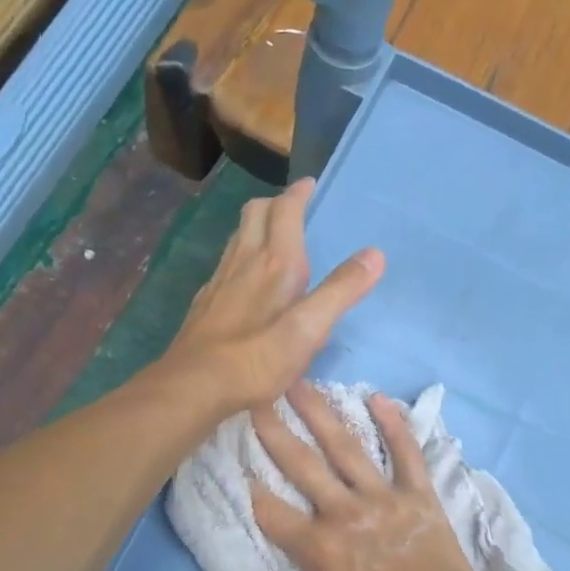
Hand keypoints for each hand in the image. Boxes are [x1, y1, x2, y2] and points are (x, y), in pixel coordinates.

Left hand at [161, 177, 382, 414]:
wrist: (195, 385)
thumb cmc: (257, 359)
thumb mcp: (308, 329)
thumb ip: (340, 291)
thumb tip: (374, 254)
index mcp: (274, 263)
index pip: (285, 211)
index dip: (298, 194)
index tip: (310, 185)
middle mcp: (244, 262)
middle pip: (254, 214)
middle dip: (275, 203)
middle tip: (292, 207)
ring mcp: (219, 281)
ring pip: (237, 237)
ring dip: (255, 226)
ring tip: (272, 235)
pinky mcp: (205, 303)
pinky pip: (225, 264)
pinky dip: (240, 256)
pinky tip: (244, 278)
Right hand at [244, 384, 482, 570]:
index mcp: (319, 548)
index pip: (269, 509)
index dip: (243, 482)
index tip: (224, 451)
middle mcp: (346, 512)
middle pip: (302, 464)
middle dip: (273, 430)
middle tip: (251, 395)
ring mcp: (385, 498)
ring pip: (347, 448)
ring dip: (321, 413)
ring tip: (299, 382)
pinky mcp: (419, 495)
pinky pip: (406, 453)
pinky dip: (394, 424)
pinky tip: (378, 397)